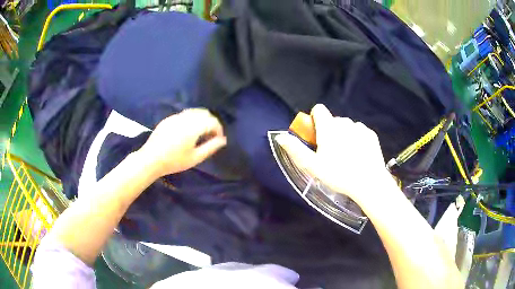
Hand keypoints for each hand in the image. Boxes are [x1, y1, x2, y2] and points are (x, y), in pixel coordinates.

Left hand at [138, 108, 226, 177]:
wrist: (151, 159)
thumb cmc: (174, 161)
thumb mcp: (195, 158)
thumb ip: (211, 147)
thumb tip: (223, 140)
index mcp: (193, 127)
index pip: (212, 121)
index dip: (219, 129)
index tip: (218, 139)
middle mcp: (185, 118)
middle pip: (204, 113)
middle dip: (211, 122)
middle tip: (210, 136)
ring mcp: (175, 117)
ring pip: (194, 111)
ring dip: (201, 119)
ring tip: (200, 133)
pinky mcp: (168, 119)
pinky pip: (184, 114)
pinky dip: (191, 119)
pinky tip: (187, 132)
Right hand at [275, 104, 394, 203]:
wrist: (368, 183)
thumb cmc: (338, 174)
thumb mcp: (312, 166)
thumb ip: (295, 149)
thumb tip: (280, 136)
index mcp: (328, 127)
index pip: (318, 109)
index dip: (315, 120)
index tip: (316, 136)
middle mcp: (344, 122)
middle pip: (332, 120)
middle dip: (329, 132)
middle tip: (330, 152)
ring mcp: (359, 127)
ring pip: (347, 126)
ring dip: (343, 135)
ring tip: (346, 156)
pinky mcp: (371, 135)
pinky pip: (359, 132)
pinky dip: (357, 139)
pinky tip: (359, 155)